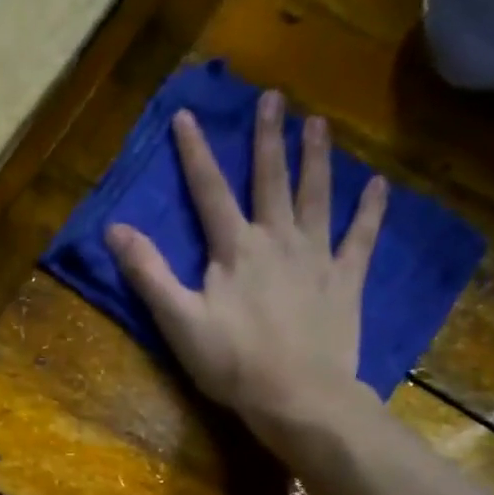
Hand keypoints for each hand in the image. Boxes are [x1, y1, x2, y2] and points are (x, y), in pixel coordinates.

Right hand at [106, 93, 387, 447]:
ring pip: (317, 197)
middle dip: (268, 138)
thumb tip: (114, 229)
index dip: (195, 153)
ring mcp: (316, 258)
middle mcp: (277, 240)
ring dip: (317, 159)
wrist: (298, 396)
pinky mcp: (345, 281)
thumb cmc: (232, 363)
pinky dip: (370, 211)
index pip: (209, 192)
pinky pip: (361, 238)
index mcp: (234, 250)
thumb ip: (148, 273)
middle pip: (270, 180)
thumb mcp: (178, 321)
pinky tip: (378, 186)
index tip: (186, 115)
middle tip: (274, 98)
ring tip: (318, 124)